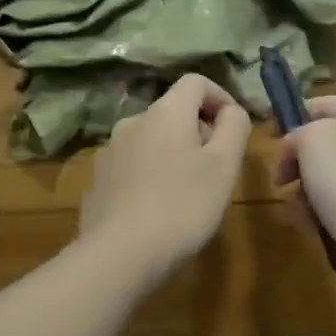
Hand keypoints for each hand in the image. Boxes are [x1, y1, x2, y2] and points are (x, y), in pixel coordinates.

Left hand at [81, 73, 251, 283]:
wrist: (120, 253)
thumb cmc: (183, 206)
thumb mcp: (224, 165)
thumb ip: (235, 128)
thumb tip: (231, 112)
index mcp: (166, 112)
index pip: (196, 82)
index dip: (221, 98)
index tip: (235, 130)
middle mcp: (134, 121)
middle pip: (174, 112)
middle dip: (200, 131)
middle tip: (218, 169)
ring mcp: (111, 151)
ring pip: (154, 140)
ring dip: (176, 154)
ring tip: (191, 193)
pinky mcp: (100, 180)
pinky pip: (135, 166)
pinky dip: (154, 175)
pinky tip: (161, 209)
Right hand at [277, 96, 335, 295]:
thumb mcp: (313, 138)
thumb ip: (298, 133)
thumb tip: (297, 149)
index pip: (322, 104)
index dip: (292, 116)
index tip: (268, 138)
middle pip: (322, 145)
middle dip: (296, 163)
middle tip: (281, 180)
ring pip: (325, 178)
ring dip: (303, 193)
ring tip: (299, 209)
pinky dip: (320, 214)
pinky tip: (313, 226)